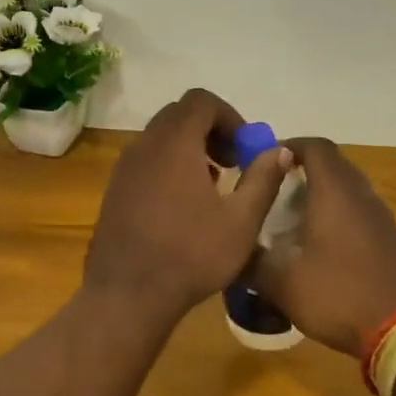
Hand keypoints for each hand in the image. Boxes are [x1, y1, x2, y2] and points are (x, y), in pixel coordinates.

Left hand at [84, 88, 292, 324]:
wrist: (127, 294)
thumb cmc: (191, 255)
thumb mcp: (241, 221)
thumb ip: (263, 179)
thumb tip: (280, 150)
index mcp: (174, 143)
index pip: (201, 101)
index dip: (229, 116)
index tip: (245, 149)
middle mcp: (145, 145)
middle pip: (180, 115)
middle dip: (211, 130)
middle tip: (232, 163)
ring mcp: (124, 167)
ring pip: (161, 138)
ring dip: (190, 148)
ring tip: (212, 186)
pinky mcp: (115, 189)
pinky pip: (146, 160)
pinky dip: (169, 166)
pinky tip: (184, 206)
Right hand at [252, 137, 395, 356]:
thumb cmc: (339, 294)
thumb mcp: (282, 283)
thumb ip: (252, 262)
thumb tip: (232, 253)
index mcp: (335, 192)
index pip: (315, 147)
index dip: (289, 146)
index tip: (265, 161)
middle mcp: (362, 196)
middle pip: (333, 166)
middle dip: (302, 172)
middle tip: (274, 192)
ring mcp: (382, 219)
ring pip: (348, 192)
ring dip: (322, 198)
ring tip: (293, 222)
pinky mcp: (393, 243)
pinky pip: (360, 216)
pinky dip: (339, 220)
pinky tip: (321, 250)